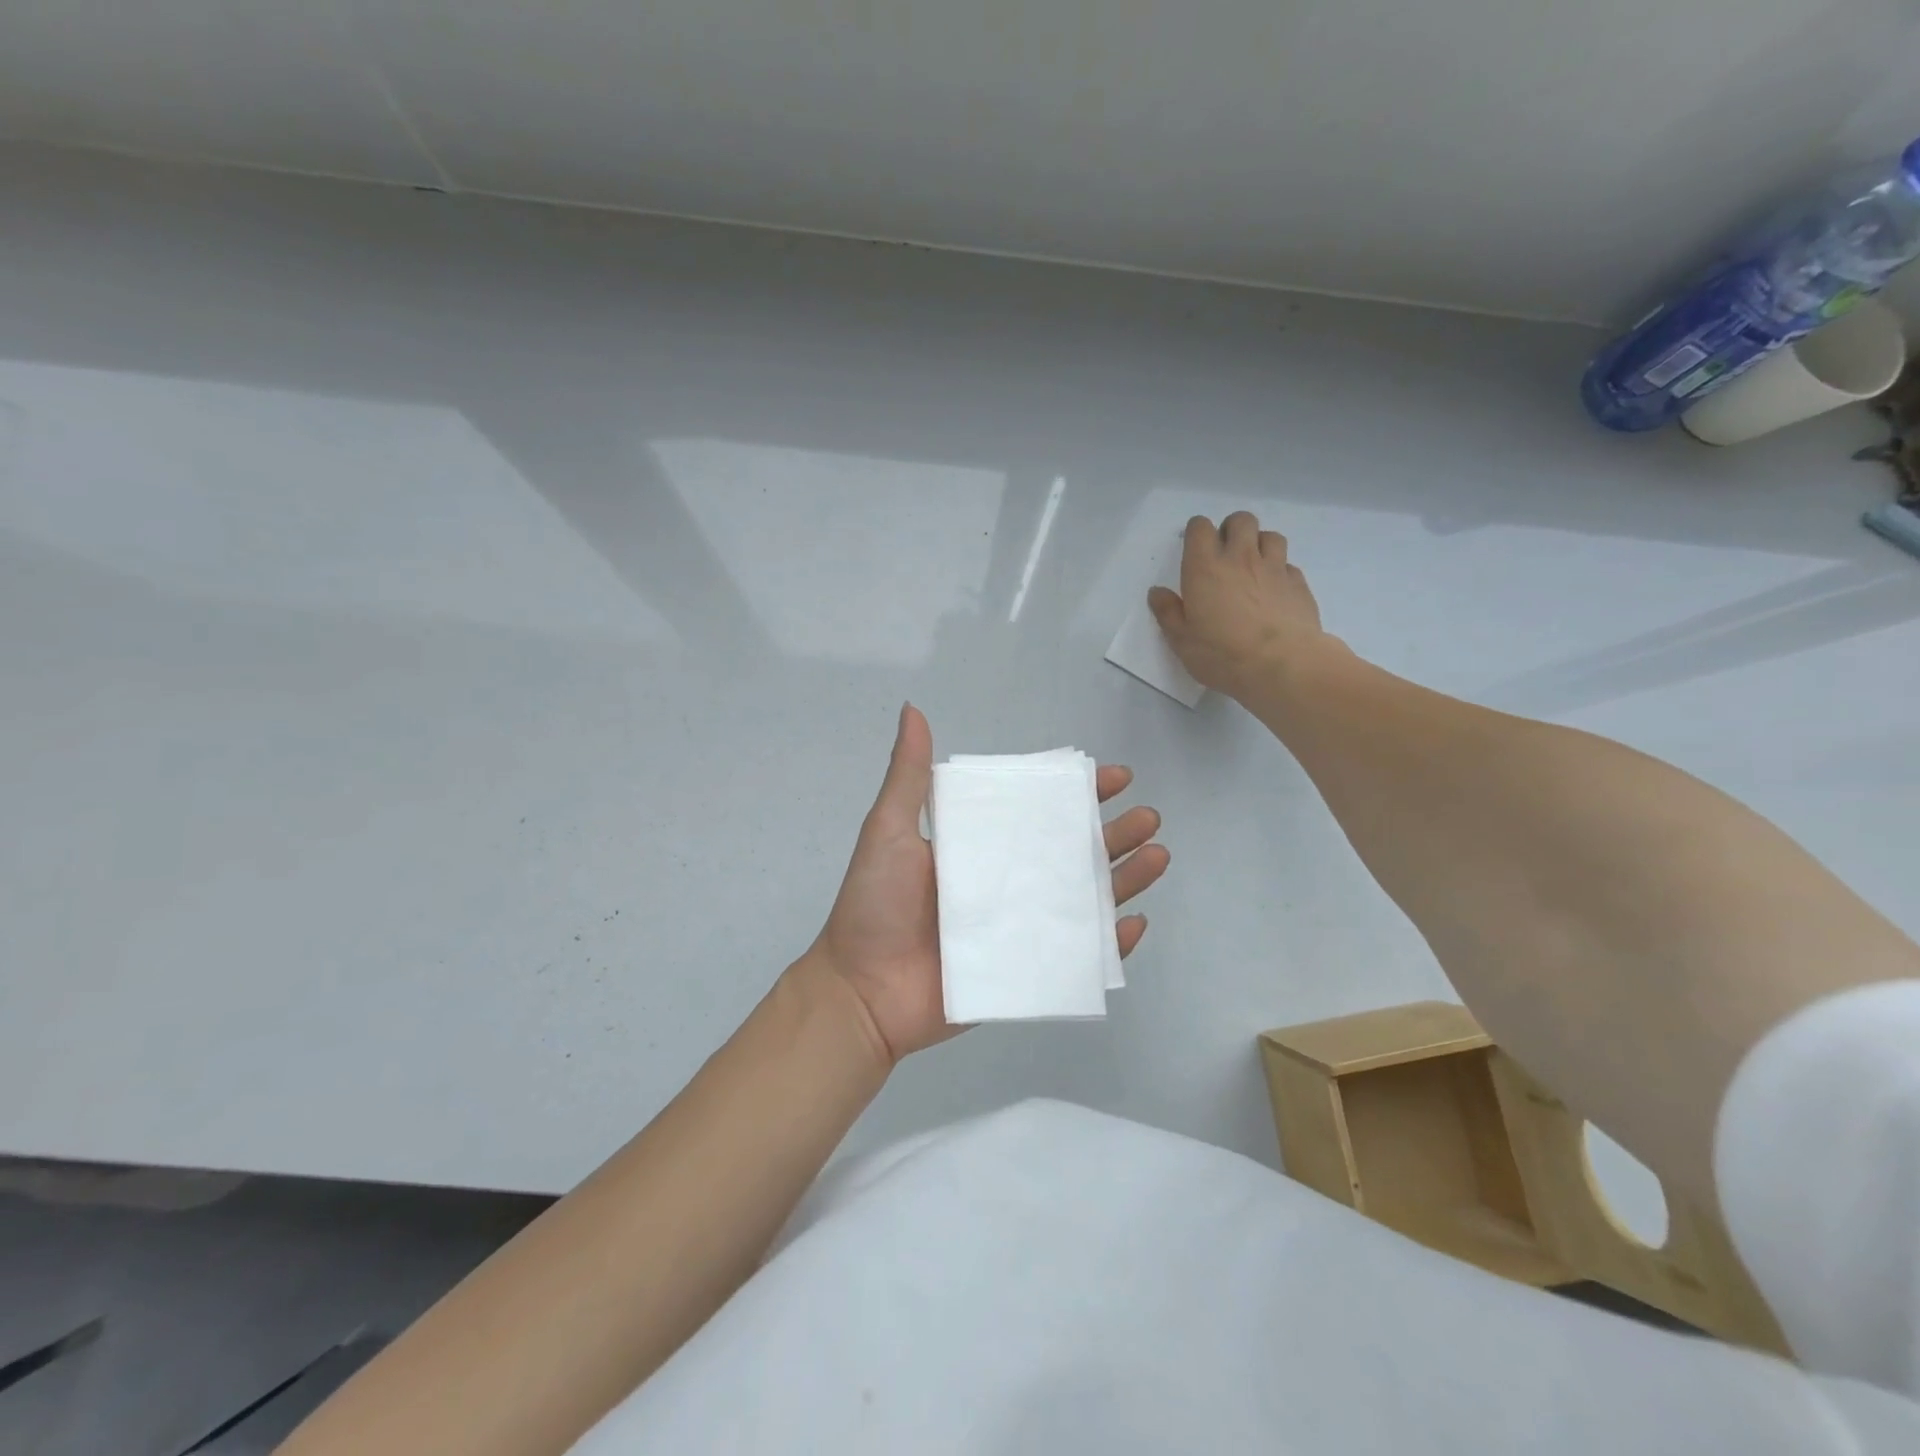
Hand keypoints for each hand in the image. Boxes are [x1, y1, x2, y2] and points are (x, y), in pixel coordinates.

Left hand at [807, 704, 1169, 1065]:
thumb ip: (909, 776)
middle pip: (1072, 853)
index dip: (1076, 793)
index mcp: (980, 847)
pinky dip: (1109, 944)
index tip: (1113, 776)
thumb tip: (913, 710)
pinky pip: (1078, 957)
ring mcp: (1019, 928)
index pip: (1038, 812)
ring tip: (1158, 857)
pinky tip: (1135, 922)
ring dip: (1125, 879)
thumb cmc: (875, 906)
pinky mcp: (1025, 972)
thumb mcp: (888, 829)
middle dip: (1114, 833)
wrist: (861, 993)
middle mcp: (1006, 883)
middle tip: (1148, 818)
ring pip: (1085, 899)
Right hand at [1148, 512, 1329, 698]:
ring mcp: (1274, 568)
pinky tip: (1275, 590)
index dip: (1196, 532)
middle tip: (1225, 553)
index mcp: (1205, 568)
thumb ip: (1168, 612)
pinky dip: (1280, 571)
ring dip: (1259, 544)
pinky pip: (1288, 564)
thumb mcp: (1182, 640)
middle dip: (1231, 529)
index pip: (1200, 528)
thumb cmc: (1222, 654)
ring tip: (1253, 566)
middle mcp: (1240, 558)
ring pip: (1270, 535)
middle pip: (1240, 520)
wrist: (1282, 665)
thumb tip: (1157, 592)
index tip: (1194, 549)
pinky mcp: (1298, 583)